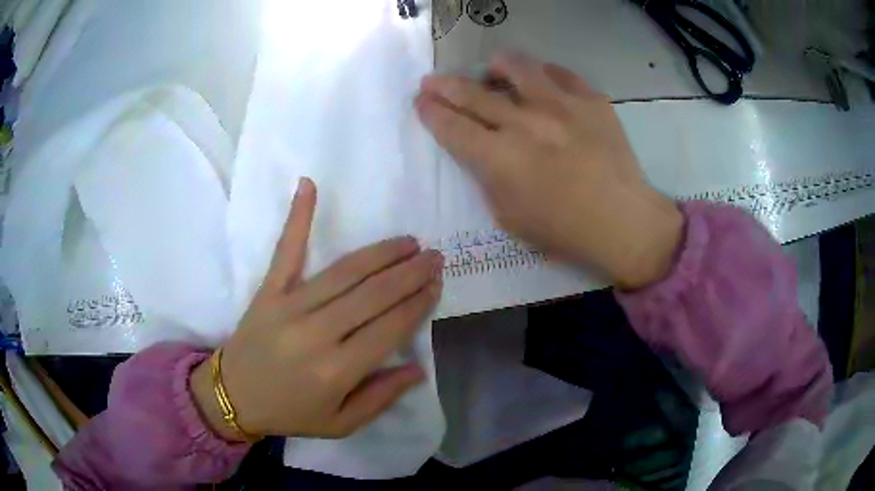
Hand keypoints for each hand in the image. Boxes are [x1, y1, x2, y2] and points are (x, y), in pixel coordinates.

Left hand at [192, 178, 442, 440]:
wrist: (233, 397)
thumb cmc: (290, 413)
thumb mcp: (341, 423)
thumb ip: (381, 398)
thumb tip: (418, 368)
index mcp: (337, 370)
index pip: (390, 328)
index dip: (417, 304)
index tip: (436, 285)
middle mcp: (316, 333)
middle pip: (373, 295)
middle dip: (410, 273)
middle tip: (434, 257)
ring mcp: (289, 306)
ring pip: (344, 272)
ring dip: (381, 253)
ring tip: (408, 242)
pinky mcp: (268, 291)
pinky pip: (286, 250)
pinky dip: (298, 217)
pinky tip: (309, 185)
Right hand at [416, 54, 682, 288]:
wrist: (622, 220)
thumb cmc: (564, 229)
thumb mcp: (509, 217)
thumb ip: (488, 178)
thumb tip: (480, 150)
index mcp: (501, 159)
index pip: (452, 127)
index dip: (431, 113)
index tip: (421, 102)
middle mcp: (525, 123)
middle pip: (473, 93)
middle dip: (444, 85)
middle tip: (431, 80)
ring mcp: (561, 106)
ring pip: (517, 68)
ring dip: (495, 66)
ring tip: (492, 69)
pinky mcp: (591, 100)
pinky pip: (560, 73)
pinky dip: (544, 73)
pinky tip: (541, 81)